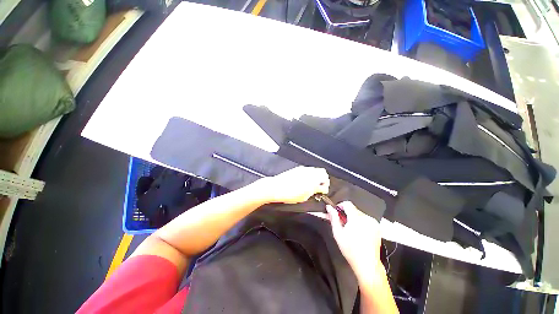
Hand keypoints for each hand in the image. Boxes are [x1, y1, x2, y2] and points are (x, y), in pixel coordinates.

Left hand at [258, 166, 328, 203]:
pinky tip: (305, 181)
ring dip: (316, 176)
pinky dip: (309, 174)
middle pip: (322, 172)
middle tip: (320, 187)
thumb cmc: (289, 194)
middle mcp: (309, 172)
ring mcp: (302, 169)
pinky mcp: (297, 169)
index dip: (326, 185)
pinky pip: (307, 170)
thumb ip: (314, 191)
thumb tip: (319, 189)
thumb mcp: (304, 196)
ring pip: (314, 170)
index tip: (323, 190)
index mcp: (312, 179)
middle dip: (323, 179)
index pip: (325, 179)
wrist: (276, 187)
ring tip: (312, 184)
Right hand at [326, 201, 383, 279]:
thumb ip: (333, 217)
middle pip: (353, 209)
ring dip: (353, 218)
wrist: (367, 264)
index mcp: (356, 218)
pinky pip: (365, 219)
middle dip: (346, 214)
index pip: (347, 204)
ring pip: (359, 214)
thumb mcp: (338, 233)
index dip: (340, 206)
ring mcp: (373, 223)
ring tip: (350, 229)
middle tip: (341, 223)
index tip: (336, 212)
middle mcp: (366, 218)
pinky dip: (360, 222)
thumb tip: (329, 207)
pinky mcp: (377, 227)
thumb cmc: (350, 249)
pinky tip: (358, 232)